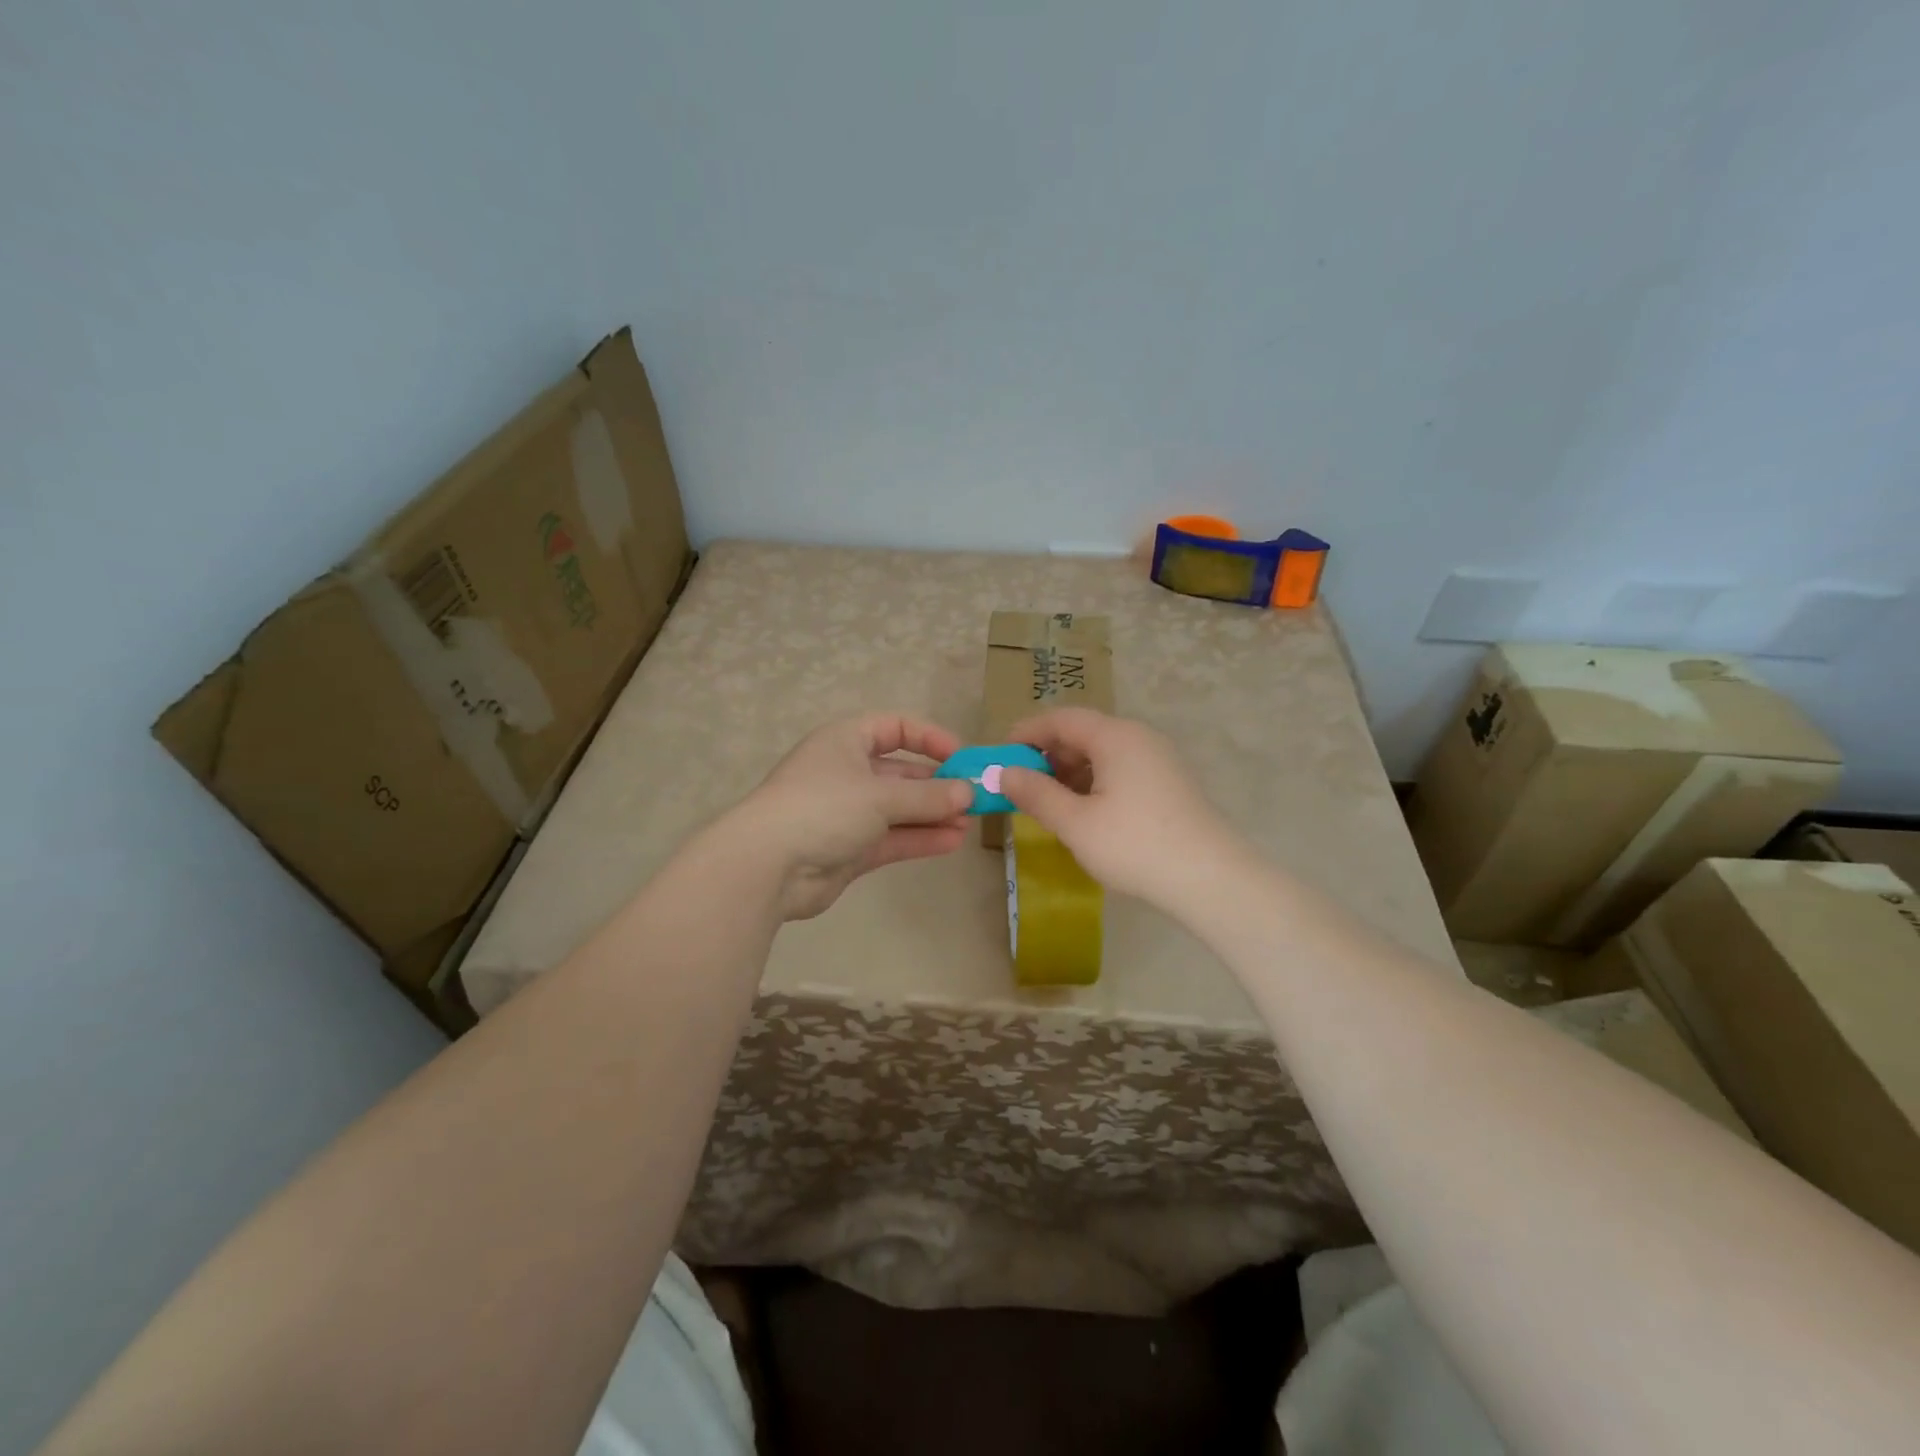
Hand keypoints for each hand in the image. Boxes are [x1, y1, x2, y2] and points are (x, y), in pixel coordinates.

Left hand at [733, 713, 973, 920]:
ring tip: (970, 822)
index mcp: (846, 740)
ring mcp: (847, 812)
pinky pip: (892, 837)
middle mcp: (847, 772)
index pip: (895, 727)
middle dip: (938, 784)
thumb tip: (969, 793)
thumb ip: (929, 796)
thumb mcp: (881, 796)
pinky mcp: (849, 848)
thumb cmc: (823, 808)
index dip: (930, 738)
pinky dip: (919, 838)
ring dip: (933, 814)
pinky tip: (952, 841)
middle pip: (901, 772)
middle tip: (974, 797)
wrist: (767, 867)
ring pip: (899, 808)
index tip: (962, 757)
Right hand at [998, 708, 1242, 908]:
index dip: (1027, 733)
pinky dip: (1094, 782)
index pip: (1061, 719)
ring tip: (1050, 804)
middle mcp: (1138, 737)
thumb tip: (1004, 773)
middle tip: (1022, 786)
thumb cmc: (1135, 846)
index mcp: (1115, 736)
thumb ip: (1036, 794)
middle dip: (1048, 755)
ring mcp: (1158, 759)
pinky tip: (1085, 813)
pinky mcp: (1169, 782)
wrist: (1210, 878)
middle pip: (1083, 733)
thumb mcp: (1075, 823)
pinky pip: (1121, 769)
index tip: (1001, 756)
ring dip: (1070, 771)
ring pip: (1102, 753)